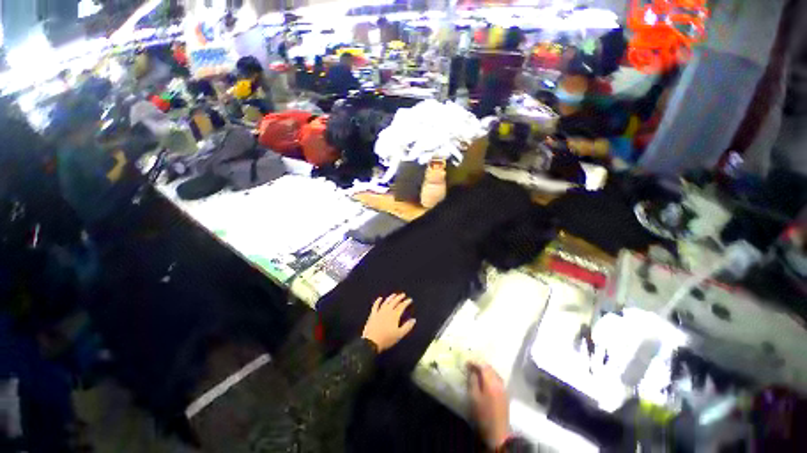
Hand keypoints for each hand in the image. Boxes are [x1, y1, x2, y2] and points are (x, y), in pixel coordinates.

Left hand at [361, 293, 415, 352]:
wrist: (371, 342)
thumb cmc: (387, 339)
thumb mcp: (399, 334)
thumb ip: (407, 327)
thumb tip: (414, 320)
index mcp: (394, 315)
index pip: (402, 306)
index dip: (406, 302)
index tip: (410, 299)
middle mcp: (387, 311)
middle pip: (394, 302)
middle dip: (399, 297)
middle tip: (403, 294)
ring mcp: (379, 312)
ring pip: (386, 302)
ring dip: (390, 297)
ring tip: (394, 294)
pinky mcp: (373, 314)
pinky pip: (375, 306)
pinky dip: (378, 301)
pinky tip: (380, 298)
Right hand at [468, 361, 510, 449]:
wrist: (497, 432)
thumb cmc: (483, 414)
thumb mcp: (473, 397)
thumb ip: (472, 381)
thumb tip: (471, 370)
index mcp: (491, 382)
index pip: (482, 366)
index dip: (474, 362)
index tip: (466, 363)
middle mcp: (499, 382)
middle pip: (489, 368)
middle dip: (480, 365)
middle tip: (471, 366)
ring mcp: (503, 388)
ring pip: (494, 373)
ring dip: (486, 370)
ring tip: (477, 372)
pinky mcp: (505, 394)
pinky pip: (497, 379)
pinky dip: (490, 376)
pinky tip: (486, 380)